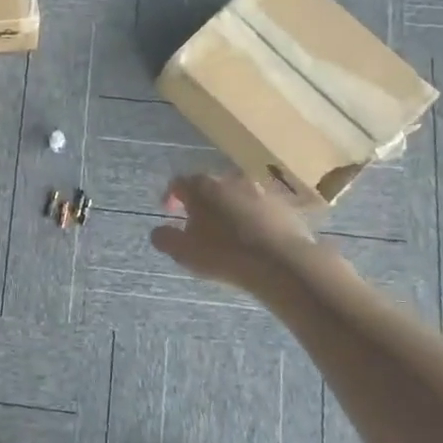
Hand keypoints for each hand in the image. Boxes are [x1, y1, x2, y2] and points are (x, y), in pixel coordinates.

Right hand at [149, 172, 334, 294]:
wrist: (282, 262)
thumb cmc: (224, 254)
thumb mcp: (184, 252)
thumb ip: (165, 238)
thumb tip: (158, 231)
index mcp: (202, 187)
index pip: (179, 182)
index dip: (170, 196)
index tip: (169, 212)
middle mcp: (230, 180)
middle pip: (210, 187)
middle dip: (202, 203)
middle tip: (199, 225)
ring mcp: (260, 190)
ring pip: (238, 195)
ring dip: (230, 209)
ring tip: (230, 233)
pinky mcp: (284, 205)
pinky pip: (262, 208)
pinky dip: (254, 218)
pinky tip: (256, 239)